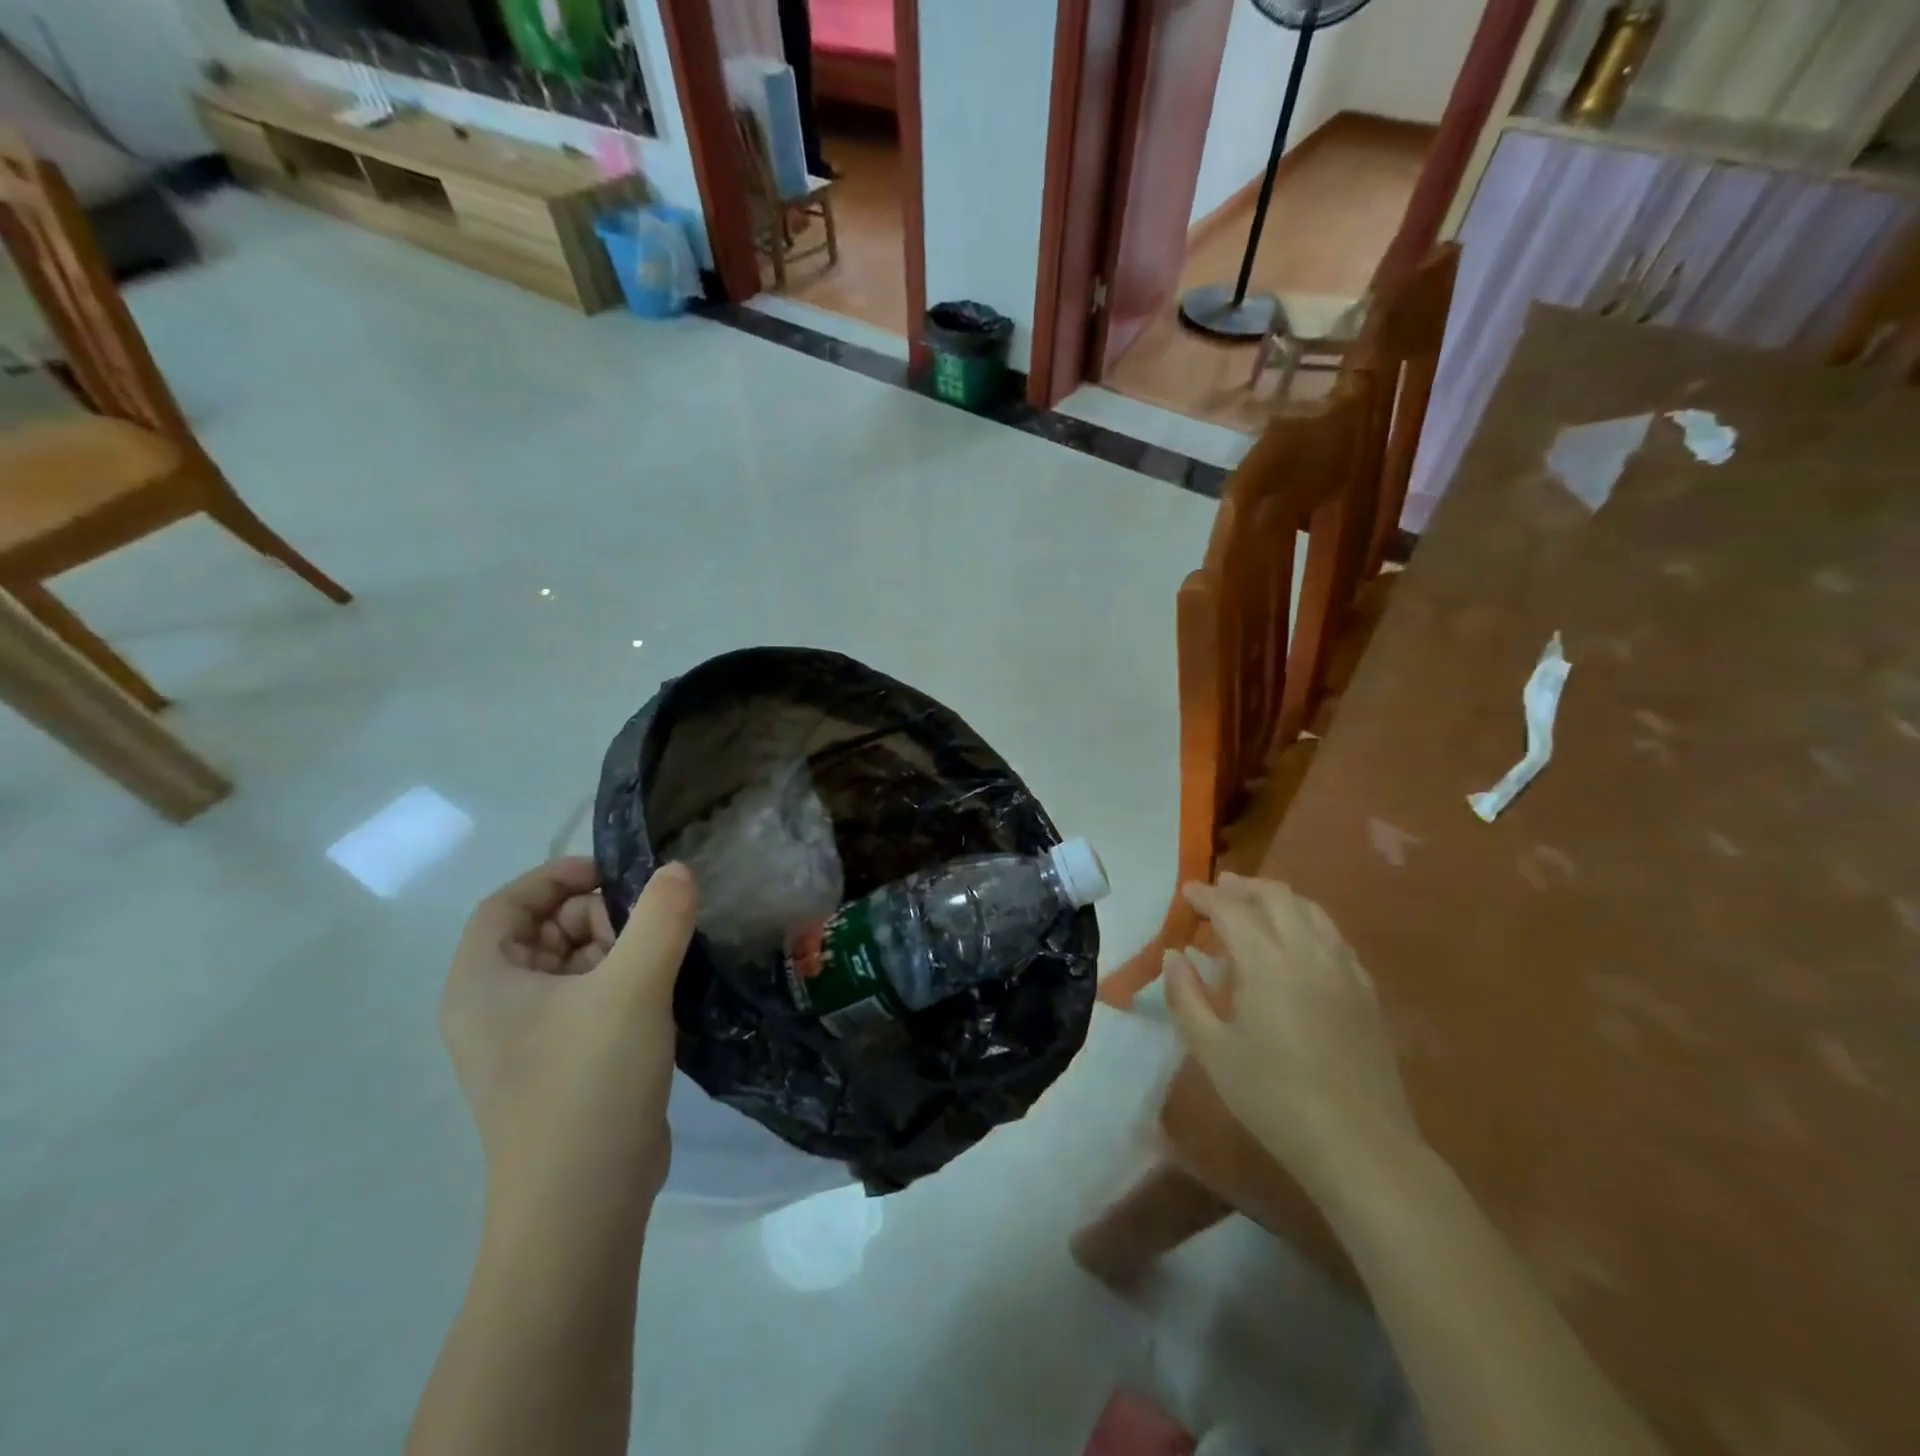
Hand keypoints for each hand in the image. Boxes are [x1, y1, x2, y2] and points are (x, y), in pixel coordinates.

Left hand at [441, 858, 698, 1220]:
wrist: (584, 1205)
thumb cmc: (590, 1083)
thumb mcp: (632, 986)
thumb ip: (660, 916)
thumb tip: (678, 870)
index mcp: (482, 984)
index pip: (507, 904)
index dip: (557, 877)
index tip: (615, 873)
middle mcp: (494, 1009)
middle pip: (542, 932)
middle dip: (598, 916)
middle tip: (652, 924)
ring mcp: (527, 1043)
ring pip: (571, 967)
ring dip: (618, 950)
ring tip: (666, 958)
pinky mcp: (561, 1067)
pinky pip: (588, 1002)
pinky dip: (623, 983)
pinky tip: (665, 990)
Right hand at [1165, 874, 1420, 1199]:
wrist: (1360, 1147)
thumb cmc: (1274, 1099)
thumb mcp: (1212, 1051)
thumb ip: (1186, 996)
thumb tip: (1175, 956)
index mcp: (1267, 963)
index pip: (1232, 909)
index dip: (1206, 896)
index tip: (1186, 892)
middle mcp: (1309, 952)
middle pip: (1276, 897)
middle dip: (1243, 887)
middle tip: (1218, 891)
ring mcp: (1344, 969)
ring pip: (1311, 910)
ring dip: (1277, 899)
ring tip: (1254, 907)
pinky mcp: (1366, 991)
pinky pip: (1334, 936)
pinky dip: (1307, 923)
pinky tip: (1297, 943)